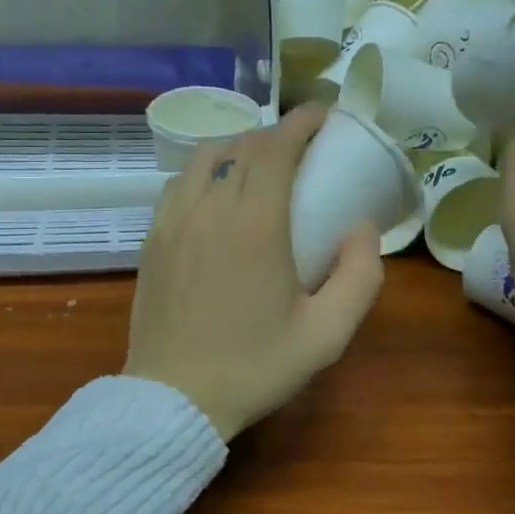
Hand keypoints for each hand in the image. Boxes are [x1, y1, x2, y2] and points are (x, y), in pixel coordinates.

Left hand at [124, 105, 385, 438]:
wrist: (174, 399)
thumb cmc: (254, 367)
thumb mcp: (326, 335)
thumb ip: (360, 276)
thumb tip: (361, 228)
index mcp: (254, 225)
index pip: (275, 148)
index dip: (301, 122)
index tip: (323, 114)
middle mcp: (209, 209)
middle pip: (242, 146)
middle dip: (276, 133)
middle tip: (303, 144)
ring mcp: (173, 221)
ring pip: (204, 157)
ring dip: (237, 146)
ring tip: (260, 162)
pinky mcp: (152, 239)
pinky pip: (179, 183)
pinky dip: (205, 171)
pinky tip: (218, 193)